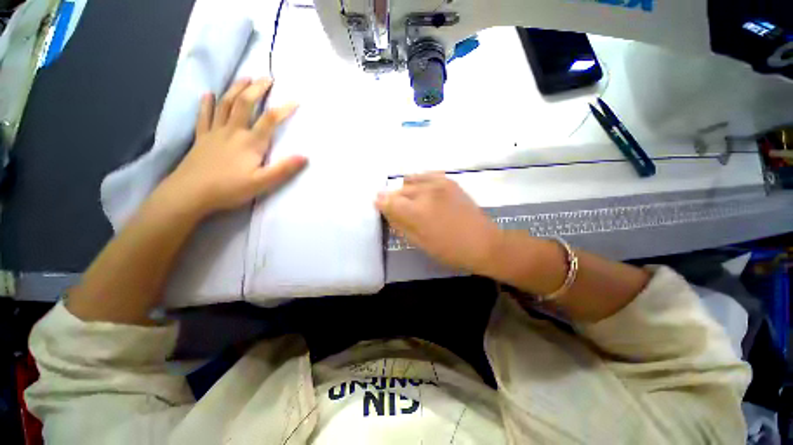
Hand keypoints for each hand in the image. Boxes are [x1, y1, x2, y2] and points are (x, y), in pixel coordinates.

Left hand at [157, 77, 305, 217]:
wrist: (190, 193)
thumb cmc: (229, 188)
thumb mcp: (262, 183)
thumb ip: (284, 169)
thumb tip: (305, 157)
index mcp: (250, 142)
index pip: (270, 120)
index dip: (284, 109)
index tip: (296, 100)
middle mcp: (233, 131)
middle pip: (245, 103)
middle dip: (257, 89)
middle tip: (267, 78)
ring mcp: (215, 132)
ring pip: (225, 104)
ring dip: (236, 89)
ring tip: (245, 78)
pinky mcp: (202, 138)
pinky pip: (204, 116)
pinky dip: (207, 104)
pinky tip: (209, 94)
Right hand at [376, 173, 500, 273]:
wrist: (482, 243)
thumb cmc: (449, 250)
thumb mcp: (419, 242)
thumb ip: (400, 224)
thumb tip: (386, 209)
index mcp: (417, 211)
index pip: (388, 201)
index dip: (381, 203)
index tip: (379, 206)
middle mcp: (426, 192)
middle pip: (398, 190)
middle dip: (393, 199)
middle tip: (398, 210)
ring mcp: (439, 183)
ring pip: (410, 180)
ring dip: (406, 190)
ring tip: (412, 202)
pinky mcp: (449, 181)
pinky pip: (426, 175)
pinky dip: (419, 181)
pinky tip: (423, 192)